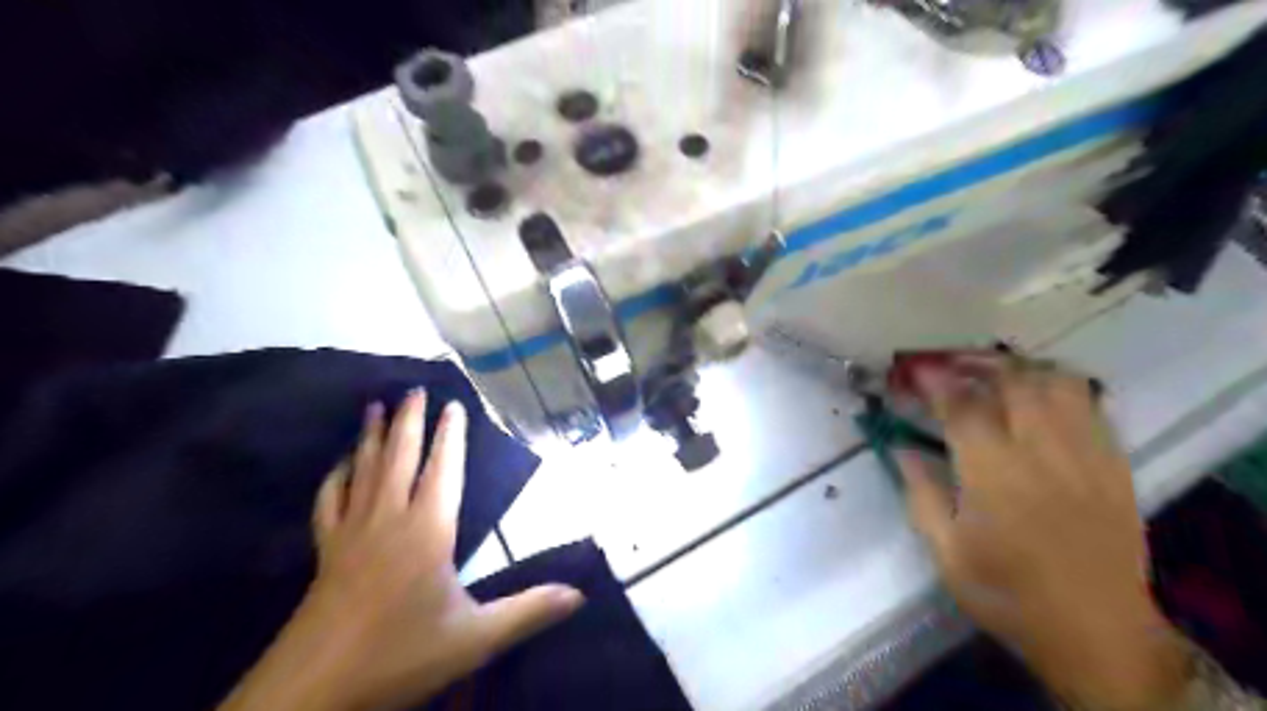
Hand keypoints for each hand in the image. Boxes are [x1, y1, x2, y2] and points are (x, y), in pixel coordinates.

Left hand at [220, 392, 583, 708]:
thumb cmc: (399, 656)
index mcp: (428, 531)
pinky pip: (329, 501)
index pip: (443, 470)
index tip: (453, 403)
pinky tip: (340, 464)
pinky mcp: (325, 552)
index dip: (450, 435)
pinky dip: (336, 476)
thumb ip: (529, 612)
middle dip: (408, 420)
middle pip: (399, 458)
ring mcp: (351, 533)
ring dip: (371, 436)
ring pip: (363, 470)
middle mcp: (389, 519)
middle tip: (412, 388)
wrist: (313, 692)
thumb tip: (581, 594)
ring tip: (374, 406)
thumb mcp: (474, 639)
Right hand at [899, 355, 1187, 710]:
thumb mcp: (946, 552)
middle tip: (950, 364)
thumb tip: (900, 447)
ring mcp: (1086, 455)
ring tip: (994, 373)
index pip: (961, 406)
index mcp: (994, 475)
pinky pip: (1091, 406)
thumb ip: (920, 492)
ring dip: (1020, 369)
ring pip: (1058, 383)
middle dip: (976, 363)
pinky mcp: (1115, 465)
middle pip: (1013, 381)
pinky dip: (1058, 388)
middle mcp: (1043, 453)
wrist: (1098, 632)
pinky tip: (1039, 397)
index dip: (934, 380)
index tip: (914, 369)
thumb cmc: (1007, 593)